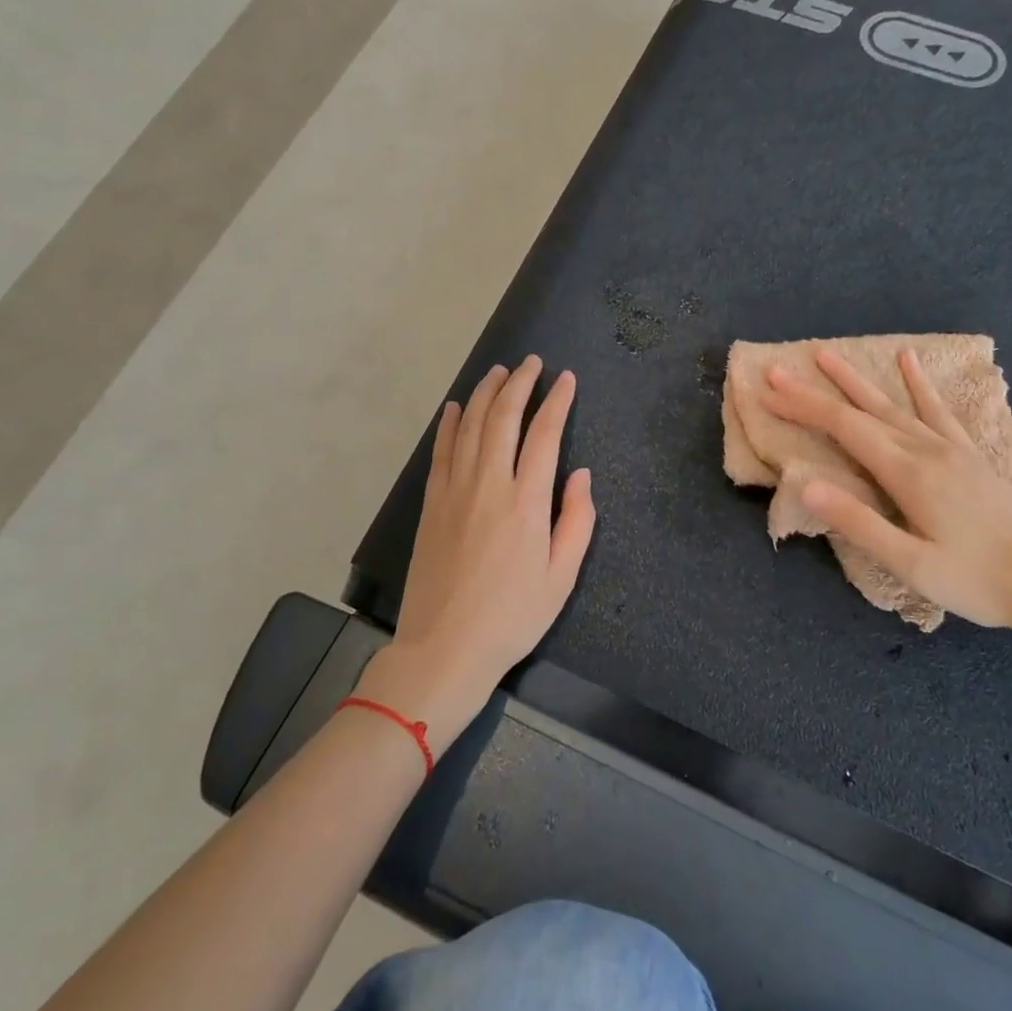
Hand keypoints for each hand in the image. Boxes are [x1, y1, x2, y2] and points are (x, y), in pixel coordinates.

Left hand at [357, 356, 595, 743]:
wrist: (445, 647)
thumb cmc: (512, 616)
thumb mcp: (562, 577)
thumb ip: (576, 521)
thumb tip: (580, 474)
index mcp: (526, 502)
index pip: (544, 434)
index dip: (557, 401)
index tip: (566, 378)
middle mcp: (488, 484)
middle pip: (502, 418)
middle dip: (519, 384)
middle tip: (532, 364)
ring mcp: (454, 490)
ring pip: (468, 426)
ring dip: (484, 393)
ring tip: (498, 372)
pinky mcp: (431, 503)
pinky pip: (440, 451)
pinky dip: (448, 423)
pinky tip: (453, 406)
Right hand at [762, 346, 1011, 651]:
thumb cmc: (978, 582)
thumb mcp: (911, 564)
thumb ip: (858, 523)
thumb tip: (805, 484)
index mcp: (908, 473)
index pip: (844, 429)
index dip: (803, 407)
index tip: (768, 389)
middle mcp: (926, 449)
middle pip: (861, 411)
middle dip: (816, 392)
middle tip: (779, 370)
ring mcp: (951, 448)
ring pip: (894, 404)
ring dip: (857, 379)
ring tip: (828, 355)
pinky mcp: (970, 455)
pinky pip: (938, 410)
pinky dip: (920, 384)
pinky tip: (909, 360)